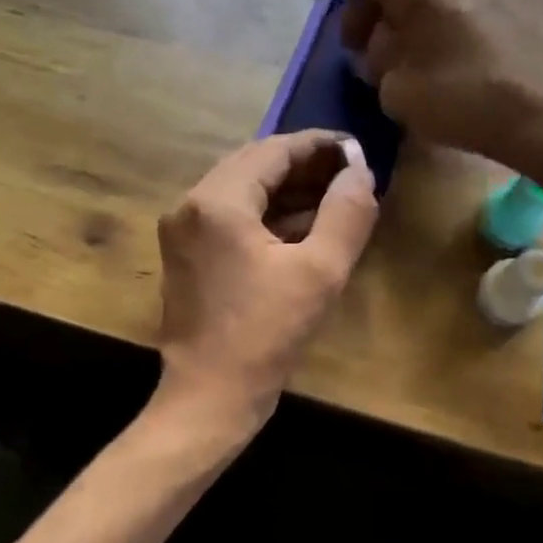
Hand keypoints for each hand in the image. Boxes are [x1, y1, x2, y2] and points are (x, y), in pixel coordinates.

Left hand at [156, 130, 378, 427]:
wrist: (209, 397)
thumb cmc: (265, 335)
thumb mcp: (319, 272)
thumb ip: (346, 213)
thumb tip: (359, 170)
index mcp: (217, 201)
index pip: (273, 151)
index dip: (319, 145)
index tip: (356, 150)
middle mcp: (190, 205)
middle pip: (253, 166)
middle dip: (303, 166)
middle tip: (349, 174)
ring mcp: (183, 231)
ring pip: (241, 191)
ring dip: (286, 191)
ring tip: (334, 197)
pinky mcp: (186, 255)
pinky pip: (230, 218)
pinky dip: (265, 215)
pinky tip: (302, 226)